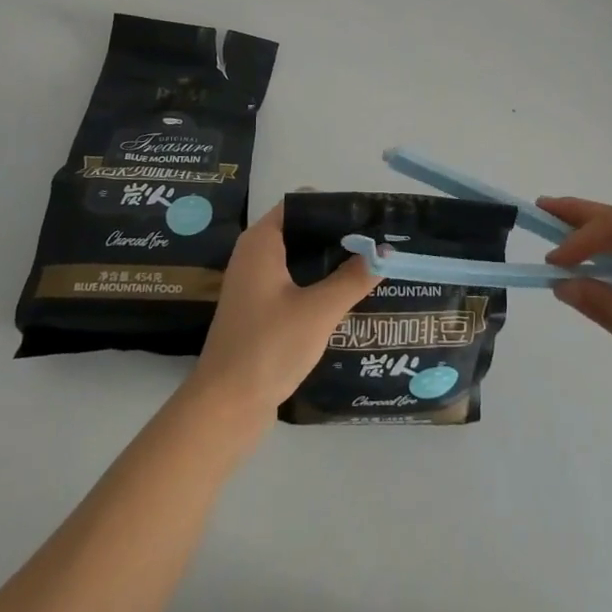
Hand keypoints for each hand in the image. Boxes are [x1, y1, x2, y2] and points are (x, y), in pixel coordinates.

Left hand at [185, 202, 378, 422]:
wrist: (225, 407)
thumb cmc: (269, 347)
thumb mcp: (319, 310)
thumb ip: (354, 278)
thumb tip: (386, 252)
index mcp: (261, 242)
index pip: (300, 203)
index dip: (333, 205)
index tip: (368, 214)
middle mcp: (254, 255)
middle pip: (301, 231)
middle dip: (337, 235)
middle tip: (377, 241)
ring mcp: (254, 284)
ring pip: (299, 259)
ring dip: (329, 261)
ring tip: (370, 264)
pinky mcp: (259, 310)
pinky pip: (293, 283)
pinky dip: (317, 283)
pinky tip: (346, 295)